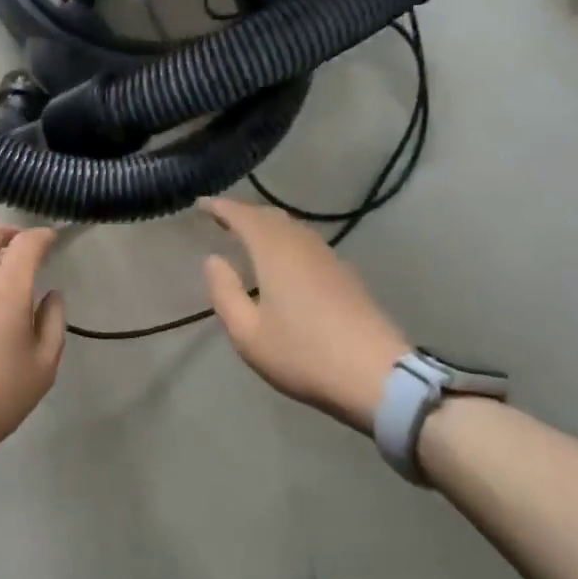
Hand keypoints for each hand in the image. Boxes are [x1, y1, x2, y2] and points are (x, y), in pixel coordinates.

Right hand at [200, 197, 408, 432]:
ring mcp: (328, 257)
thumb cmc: (303, 354)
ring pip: (292, 227)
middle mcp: (302, 244)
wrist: (376, 374)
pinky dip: (286, 240)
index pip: (243, 216)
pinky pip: (307, 242)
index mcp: (274, 251)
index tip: (201, 204)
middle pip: (270, 216)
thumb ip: (225, 292)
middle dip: (244, 213)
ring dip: (267, 225)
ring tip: (248, 236)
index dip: (220, 207)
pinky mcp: (345, 274)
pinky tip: (283, 260)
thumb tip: (213, 260)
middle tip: (222, 218)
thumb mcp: (248, 333)